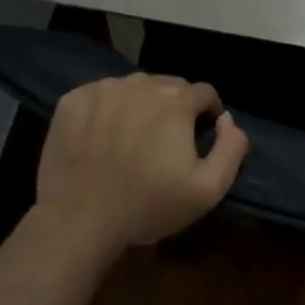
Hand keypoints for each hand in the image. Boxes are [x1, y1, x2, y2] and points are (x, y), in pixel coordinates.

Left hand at [34, 74, 249, 257]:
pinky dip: (108, 108)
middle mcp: (141, 84)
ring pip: (134, 87)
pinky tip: (103, 136)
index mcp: (176, 101)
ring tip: (133, 137)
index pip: (204, 92)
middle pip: (169, 86)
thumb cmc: (148, 206)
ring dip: (141, 105)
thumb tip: (227, 119)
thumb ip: (231, 148)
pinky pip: (100, 94)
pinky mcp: (73, 101)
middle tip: (166, 140)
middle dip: (175, 107)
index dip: (208, 113)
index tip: (200, 136)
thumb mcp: (208, 190)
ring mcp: (103, 89)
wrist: (80, 220)